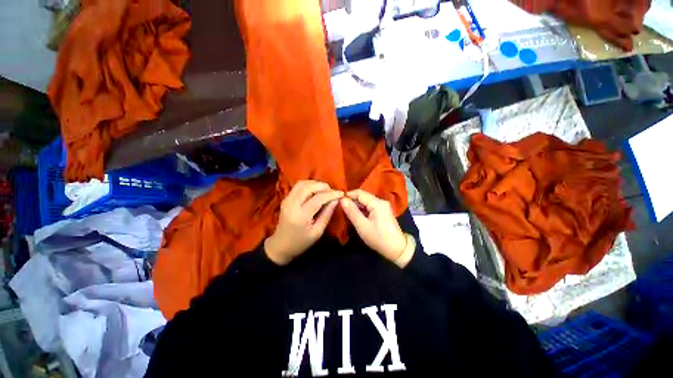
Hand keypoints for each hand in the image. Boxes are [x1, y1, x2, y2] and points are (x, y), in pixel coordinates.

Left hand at [265, 180, 342, 264]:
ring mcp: (286, 200)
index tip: (341, 194)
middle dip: (323, 186)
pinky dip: (309, 185)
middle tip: (333, 191)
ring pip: (302, 183)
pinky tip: (316, 191)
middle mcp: (292, 204)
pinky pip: (298, 186)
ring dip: (315, 184)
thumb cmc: (301, 242)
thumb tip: (336, 200)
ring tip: (325, 190)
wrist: (280, 245)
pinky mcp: (285, 198)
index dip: (331, 194)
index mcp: (300, 216)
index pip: (318, 198)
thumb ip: (327, 214)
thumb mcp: (317, 232)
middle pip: (308, 187)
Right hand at [340, 189, 406, 261]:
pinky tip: (355, 216)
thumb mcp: (362, 226)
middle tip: (340, 208)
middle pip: (363, 196)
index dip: (348, 195)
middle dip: (351, 201)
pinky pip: (369, 207)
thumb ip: (352, 212)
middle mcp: (381, 201)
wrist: (397, 250)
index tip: (338, 200)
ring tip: (345, 212)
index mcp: (377, 203)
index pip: (360, 193)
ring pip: (366, 202)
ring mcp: (383, 206)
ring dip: (356, 206)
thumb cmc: (379, 238)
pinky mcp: (382, 212)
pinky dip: (361, 210)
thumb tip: (342, 200)